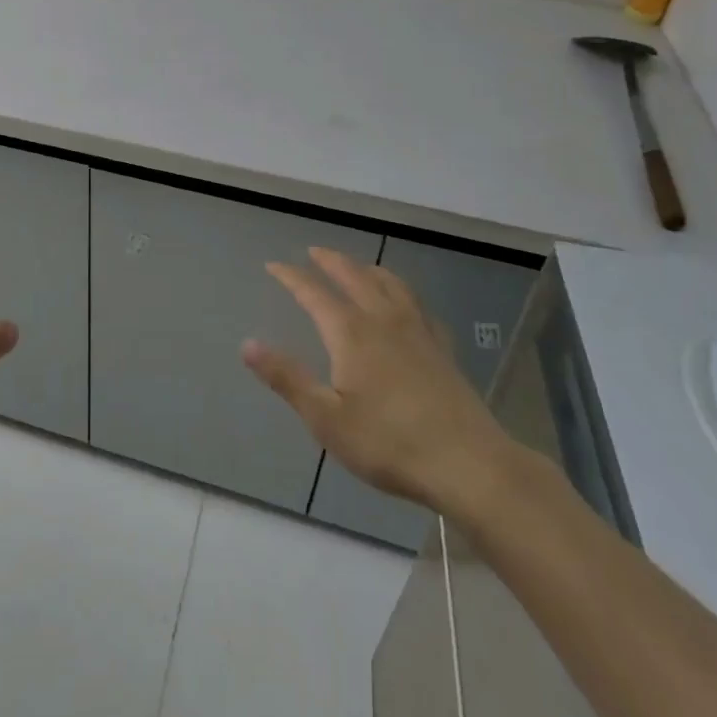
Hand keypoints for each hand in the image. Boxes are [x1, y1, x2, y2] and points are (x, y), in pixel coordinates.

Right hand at [243, 248, 523, 526]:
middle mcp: (382, 319)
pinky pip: (417, 304)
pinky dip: (401, 292)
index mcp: (350, 332)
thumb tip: (247, 344)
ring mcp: (417, 331)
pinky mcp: (441, 348)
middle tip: (314, 252)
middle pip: (353, 276)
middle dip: (330, 261)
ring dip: (367, 268)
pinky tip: (405, 304)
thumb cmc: (389, 443)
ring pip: (389, 283)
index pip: (313, 292)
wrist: (469, 464)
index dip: (291, 276)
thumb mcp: (326, 418)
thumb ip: (287, 378)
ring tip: (357, 266)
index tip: (273, 265)